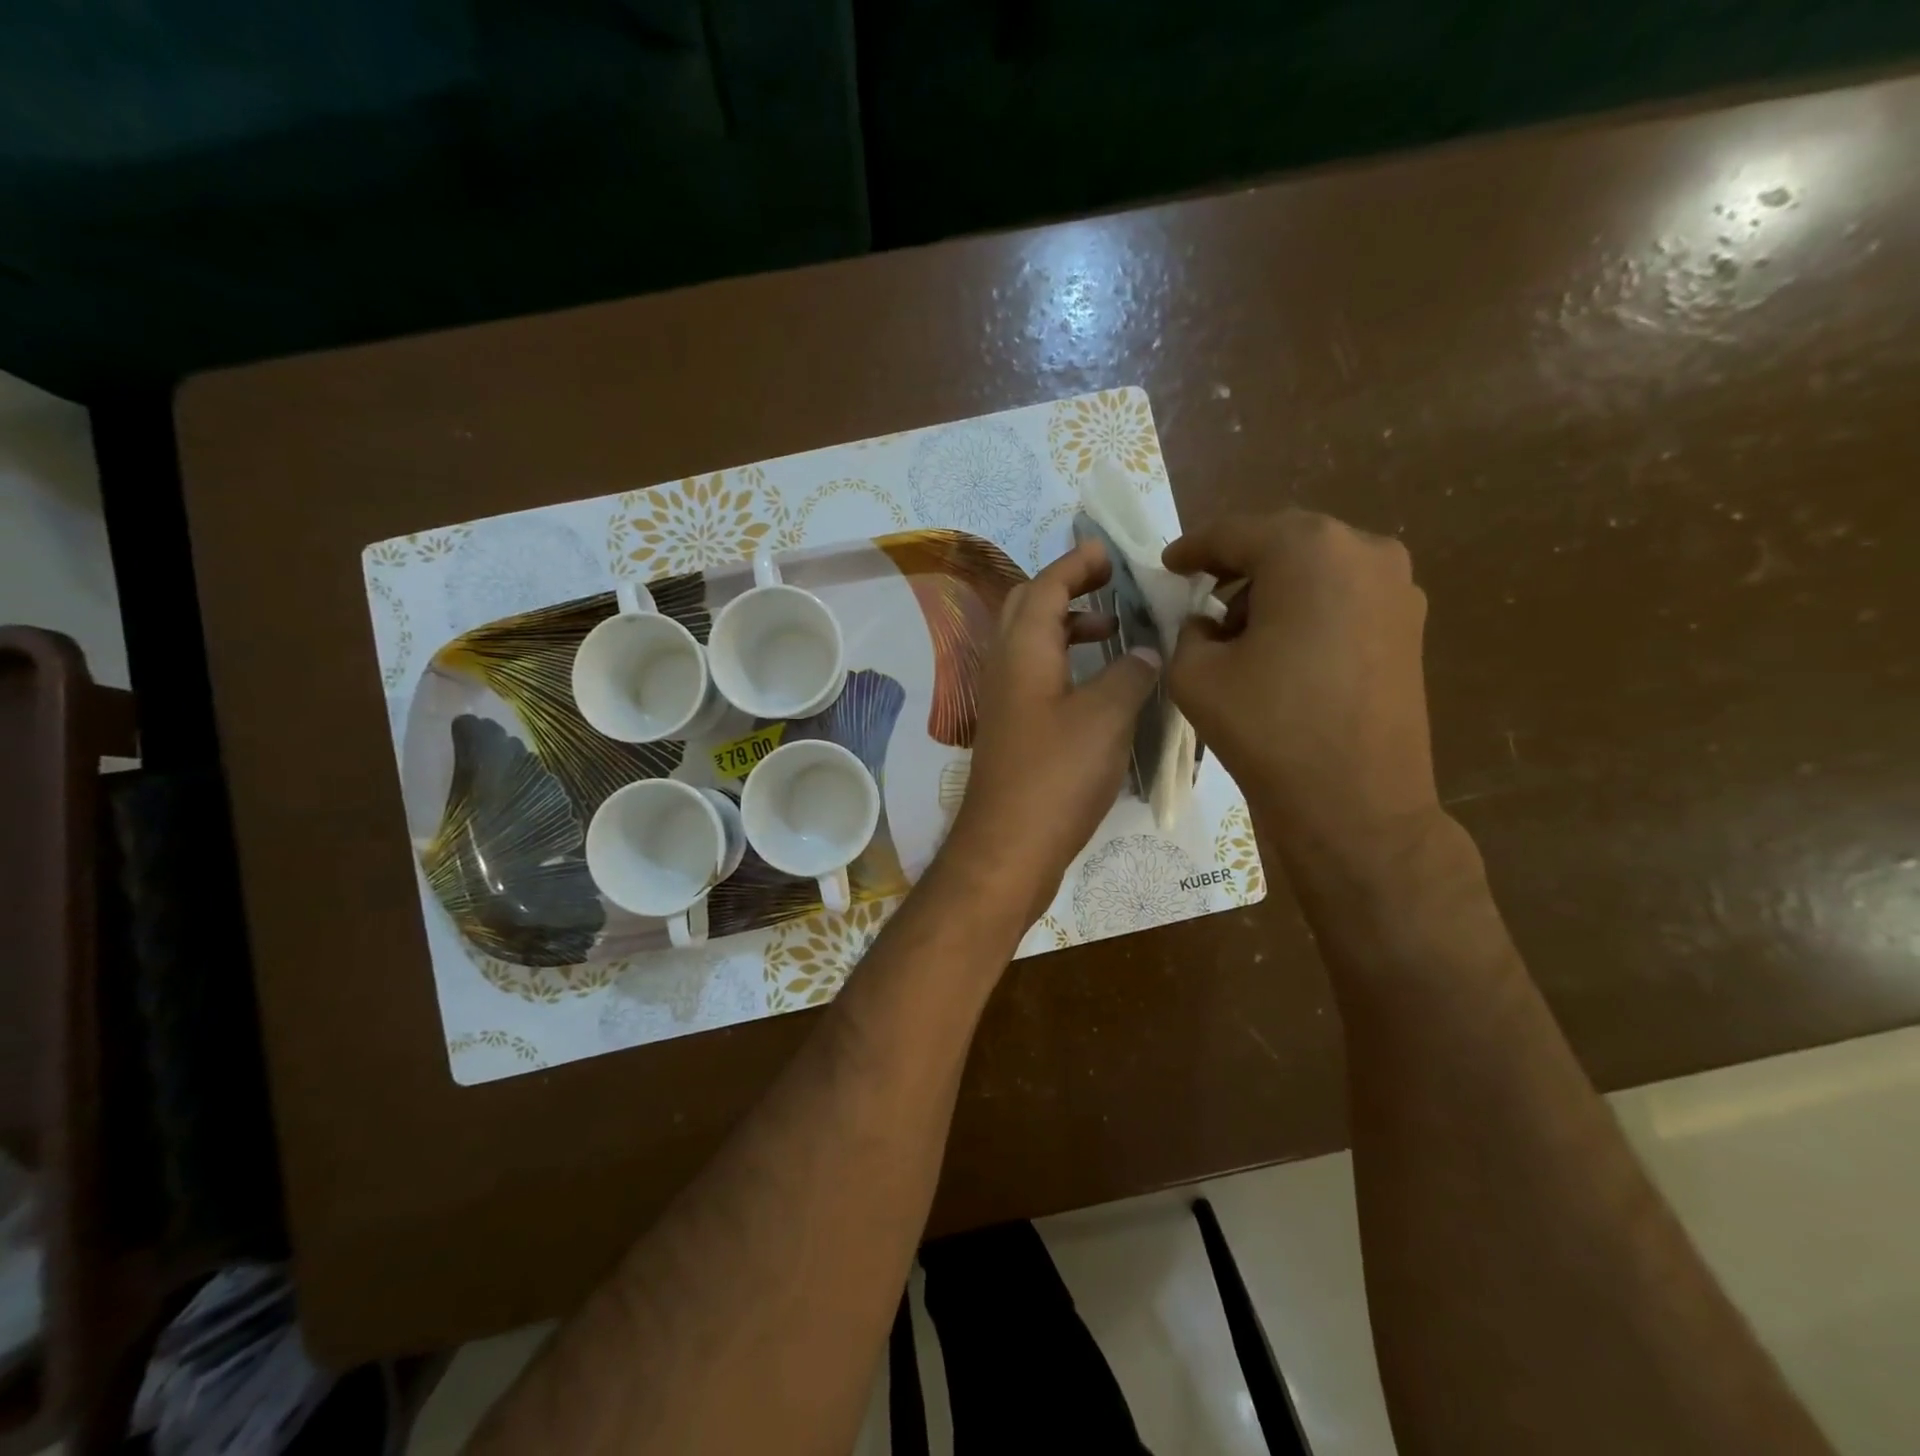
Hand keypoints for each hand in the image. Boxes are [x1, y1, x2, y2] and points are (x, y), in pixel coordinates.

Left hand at [942, 538, 1160, 925]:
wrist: (1008, 847)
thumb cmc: (1056, 776)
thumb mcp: (1105, 717)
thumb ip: (1129, 674)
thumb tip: (1145, 652)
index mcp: (1022, 650)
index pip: (1045, 587)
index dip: (1075, 564)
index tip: (1107, 552)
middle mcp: (1005, 667)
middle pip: (1029, 608)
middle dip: (1068, 589)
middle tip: (1112, 585)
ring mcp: (1005, 701)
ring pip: (1032, 644)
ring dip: (1068, 628)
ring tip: (1113, 632)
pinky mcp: (1012, 730)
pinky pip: (1037, 676)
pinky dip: (1066, 663)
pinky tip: (1099, 685)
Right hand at [1164, 510, 1441, 882]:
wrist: (1355, 804)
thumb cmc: (1268, 729)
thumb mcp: (1196, 674)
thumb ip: (1188, 630)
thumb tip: (1207, 623)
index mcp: (1307, 550)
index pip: (1234, 533)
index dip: (1192, 548)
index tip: (1167, 565)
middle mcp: (1363, 551)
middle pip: (1282, 542)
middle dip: (1236, 564)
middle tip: (1200, 591)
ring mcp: (1397, 587)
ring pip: (1317, 567)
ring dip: (1273, 586)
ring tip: (1239, 628)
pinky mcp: (1410, 626)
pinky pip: (1345, 595)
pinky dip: (1307, 606)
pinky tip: (1282, 646)